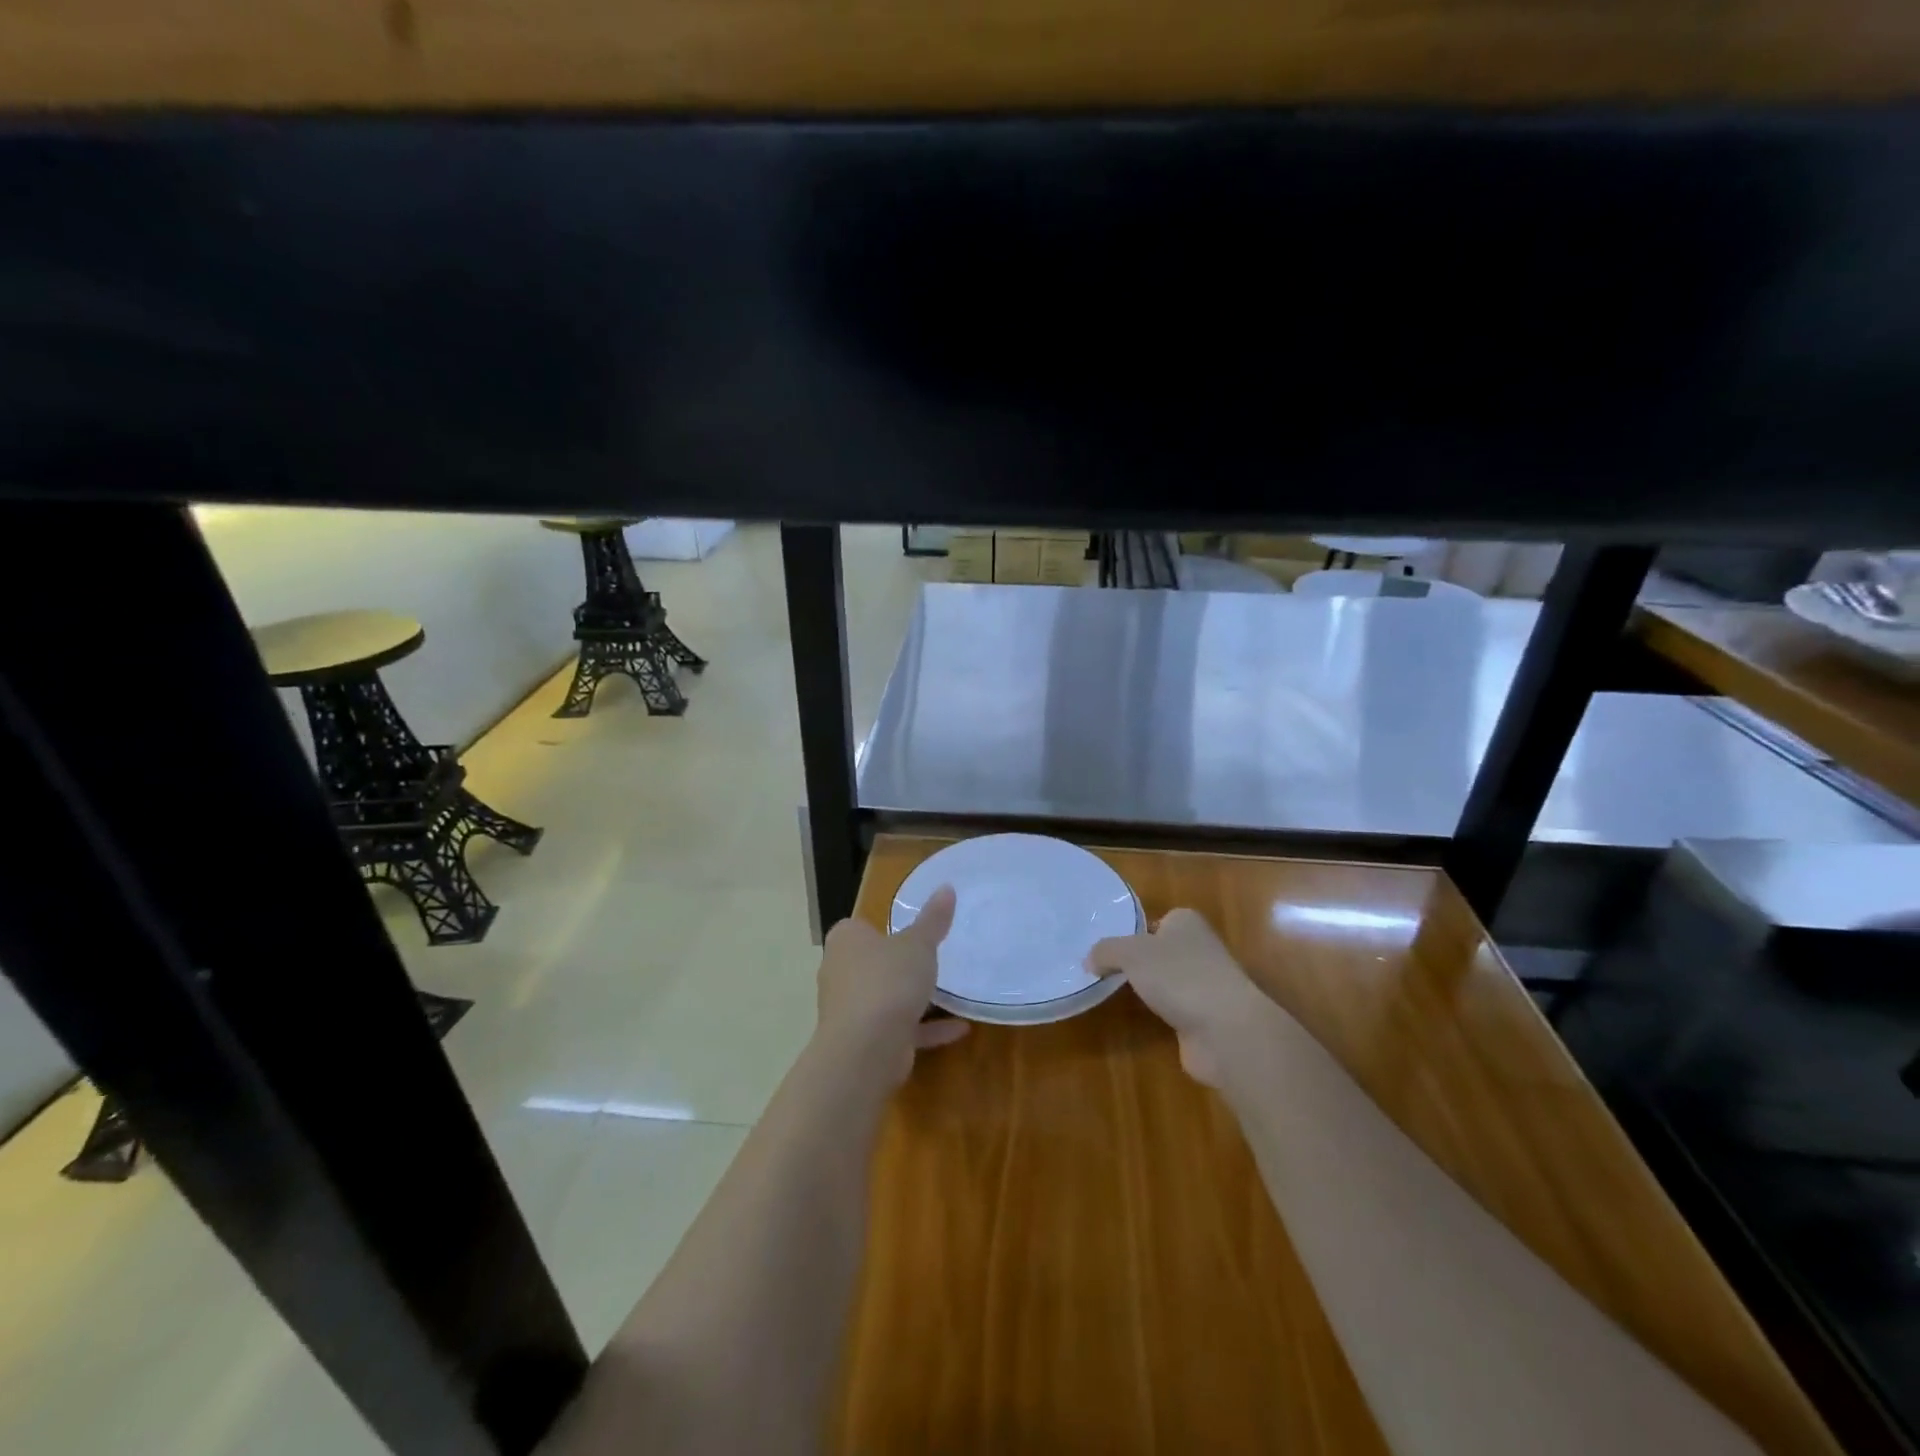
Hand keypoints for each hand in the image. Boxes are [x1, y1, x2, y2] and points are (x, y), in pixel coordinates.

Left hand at [815, 885, 969, 1085]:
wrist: (866, 1049)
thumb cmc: (888, 981)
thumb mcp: (918, 944)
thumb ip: (933, 919)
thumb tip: (947, 887)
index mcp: (846, 941)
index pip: (859, 928)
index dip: (881, 929)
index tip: (909, 932)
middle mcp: (840, 973)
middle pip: (870, 964)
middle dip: (895, 965)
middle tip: (930, 960)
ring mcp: (849, 1011)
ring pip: (883, 998)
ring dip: (910, 999)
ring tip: (947, 994)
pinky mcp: (864, 1042)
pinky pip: (898, 1029)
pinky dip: (925, 1029)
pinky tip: (958, 1028)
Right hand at [1087, 908, 1270, 1086]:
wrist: (1225, 1029)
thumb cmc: (1178, 976)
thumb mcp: (1130, 953)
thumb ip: (1105, 951)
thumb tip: (1088, 961)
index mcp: (1186, 922)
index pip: (1156, 920)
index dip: (1132, 931)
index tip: (1106, 948)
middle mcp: (1199, 948)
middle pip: (1160, 950)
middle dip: (1138, 961)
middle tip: (1102, 970)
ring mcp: (1204, 984)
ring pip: (1167, 981)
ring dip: (1149, 989)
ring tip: (1114, 993)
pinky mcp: (1204, 1017)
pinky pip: (1173, 1008)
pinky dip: (1159, 1013)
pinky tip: (1141, 1018)